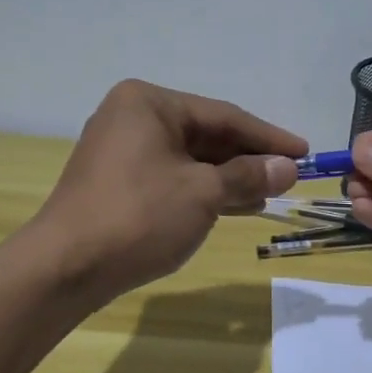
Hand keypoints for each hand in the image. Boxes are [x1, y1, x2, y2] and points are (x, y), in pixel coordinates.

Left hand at [34, 80, 305, 304]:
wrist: (65, 268)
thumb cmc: (139, 217)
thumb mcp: (203, 193)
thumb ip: (248, 175)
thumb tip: (288, 168)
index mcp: (150, 103)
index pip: (224, 116)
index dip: (268, 137)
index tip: (305, 152)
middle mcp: (132, 117)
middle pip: (206, 135)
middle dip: (248, 159)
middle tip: (289, 177)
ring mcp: (121, 151)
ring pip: (190, 159)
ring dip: (229, 178)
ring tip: (269, 195)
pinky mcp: (117, 183)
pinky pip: (172, 177)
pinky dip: (203, 191)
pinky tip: (234, 206)